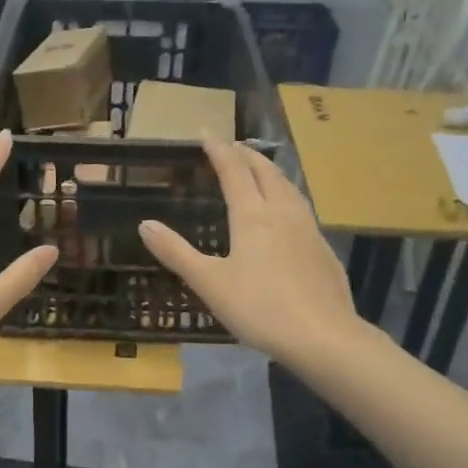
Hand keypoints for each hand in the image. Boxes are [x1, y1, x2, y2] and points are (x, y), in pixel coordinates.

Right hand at [139, 135, 357, 365]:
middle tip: (232, 146)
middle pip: (265, 172)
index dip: (219, 150)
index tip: (206, 132)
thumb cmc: (259, 308)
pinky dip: (287, 195)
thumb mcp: (209, 282)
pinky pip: (301, 207)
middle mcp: (282, 212)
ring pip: (288, 187)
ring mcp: (308, 229)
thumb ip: (176, 252)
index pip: (233, 170)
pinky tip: (287, 212)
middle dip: (246, 155)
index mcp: (252, 215)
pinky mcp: (323, 248)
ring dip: (270, 172)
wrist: (323, 336)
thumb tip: (145, 224)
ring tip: (260, 169)